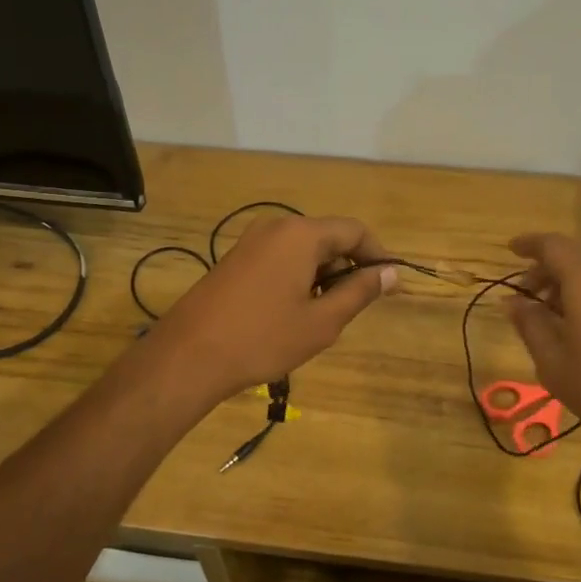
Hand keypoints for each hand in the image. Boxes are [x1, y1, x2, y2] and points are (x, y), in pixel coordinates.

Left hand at [144, 215, 397, 405]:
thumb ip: (360, 292)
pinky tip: (289, 313)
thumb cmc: (263, 338)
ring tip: (319, 317)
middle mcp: (276, 227)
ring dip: (321, 276)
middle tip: (351, 309)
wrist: (189, 354)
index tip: (389, 285)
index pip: (354, 231)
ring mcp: (252, 241)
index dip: (377, 255)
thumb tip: (391, 273)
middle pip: (328, 237)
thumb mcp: (321, 321)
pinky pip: (280, 258)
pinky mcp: (236, 258)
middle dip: (346, 268)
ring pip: (303, 250)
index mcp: (301, 234)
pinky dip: (296, 278)